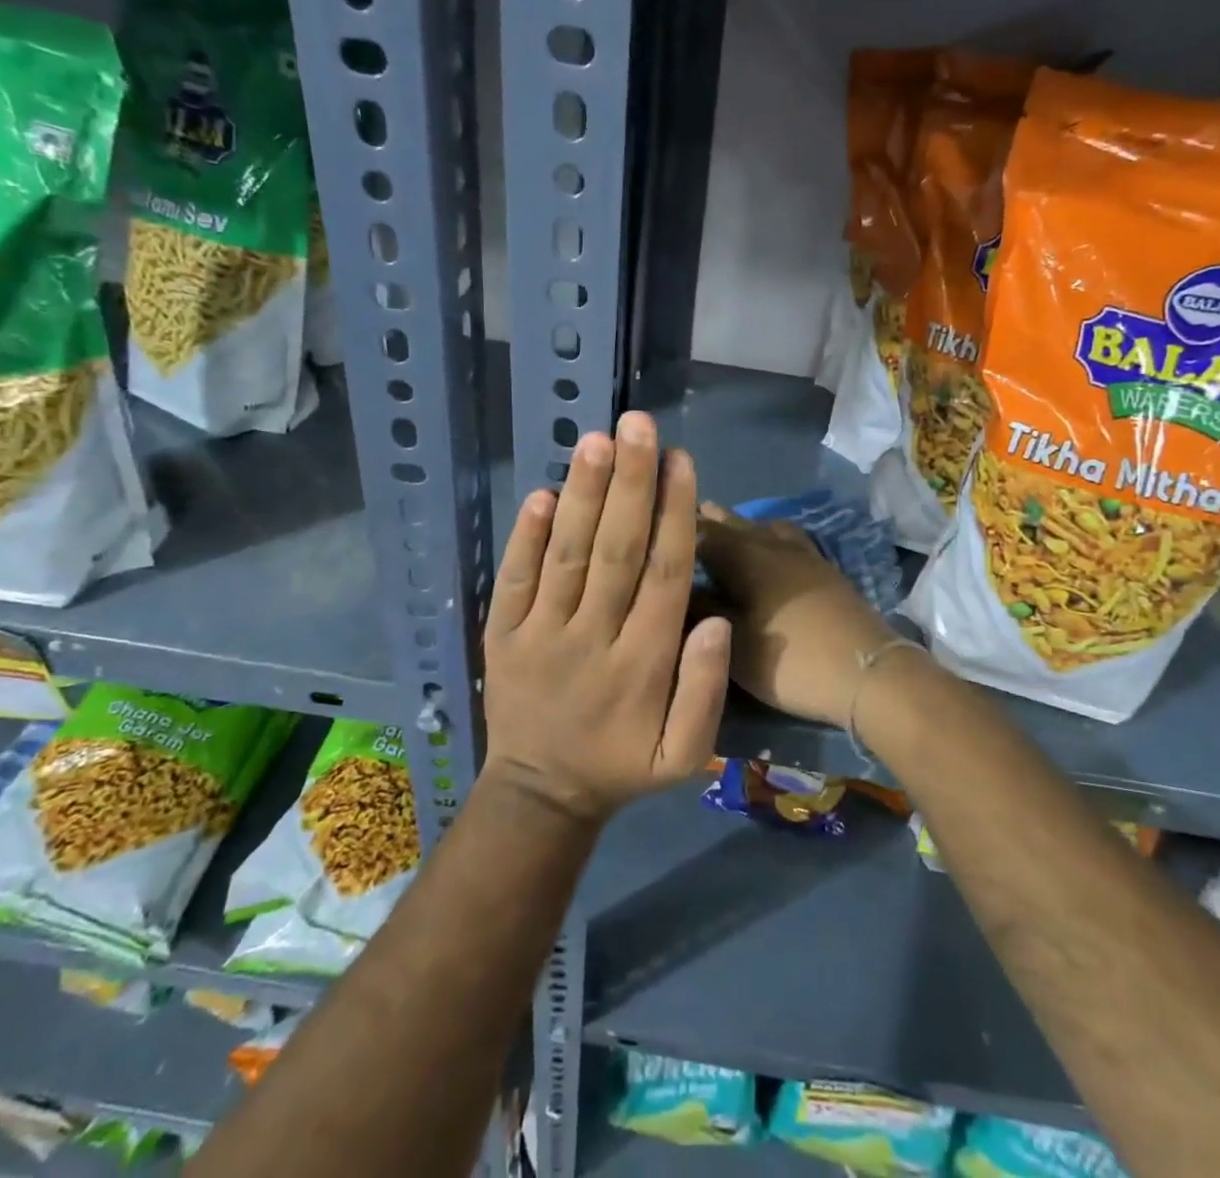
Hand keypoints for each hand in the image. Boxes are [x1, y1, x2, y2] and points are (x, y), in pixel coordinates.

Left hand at [482, 412, 729, 823]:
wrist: (540, 794)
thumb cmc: (621, 765)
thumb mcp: (684, 755)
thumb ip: (705, 691)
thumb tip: (717, 621)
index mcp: (642, 664)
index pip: (663, 574)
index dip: (674, 513)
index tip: (682, 460)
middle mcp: (592, 638)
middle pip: (616, 550)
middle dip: (631, 483)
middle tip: (639, 425)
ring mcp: (540, 634)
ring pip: (566, 554)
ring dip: (583, 495)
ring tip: (597, 440)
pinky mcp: (502, 634)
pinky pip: (513, 579)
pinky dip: (525, 535)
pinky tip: (542, 492)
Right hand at [694, 503, 901, 727]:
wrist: (867, 671)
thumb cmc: (790, 660)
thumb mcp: (733, 642)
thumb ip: (702, 609)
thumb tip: (676, 587)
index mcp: (744, 556)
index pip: (701, 532)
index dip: (675, 526)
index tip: (653, 522)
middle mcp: (771, 544)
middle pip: (733, 523)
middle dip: (707, 520)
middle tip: (682, 515)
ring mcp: (802, 554)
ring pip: (763, 527)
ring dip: (740, 524)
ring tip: (724, 524)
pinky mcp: (823, 569)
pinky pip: (786, 538)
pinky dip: (767, 535)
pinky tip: (769, 548)